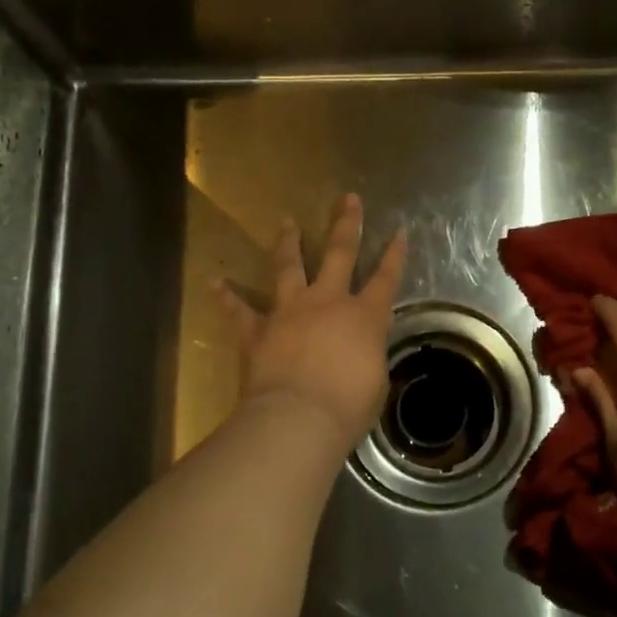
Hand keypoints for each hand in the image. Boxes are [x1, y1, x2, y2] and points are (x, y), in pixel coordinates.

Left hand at [219, 194, 405, 452]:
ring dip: (288, 243)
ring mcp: (290, 311)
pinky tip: (216, 282)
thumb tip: (362, 351)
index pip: (386, 279)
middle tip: (348, 199)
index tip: (399, 231)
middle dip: (346, 225)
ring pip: (289, 267)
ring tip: (286, 222)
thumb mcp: (375, 382)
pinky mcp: (258, 330)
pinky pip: (240, 310)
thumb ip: (368, 356)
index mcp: (364, 317)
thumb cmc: (348, 407)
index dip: (395, 255)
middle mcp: (328, 302)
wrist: (298, 418)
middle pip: (340, 254)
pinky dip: (227, 296)